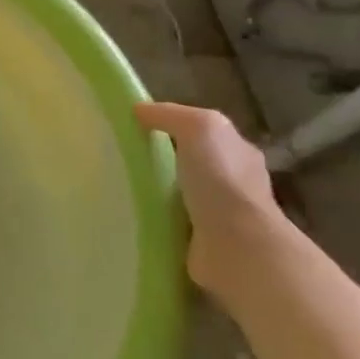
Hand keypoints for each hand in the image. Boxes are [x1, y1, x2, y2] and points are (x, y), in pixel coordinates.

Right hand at [134, 101, 293, 295]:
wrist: (238, 248)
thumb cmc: (222, 181)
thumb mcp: (199, 127)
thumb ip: (170, 114)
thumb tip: (139, 110)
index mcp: (239, 153)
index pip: (205, 133)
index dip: (175, 126)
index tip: (137, 127)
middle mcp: (235, 183)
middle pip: (193, 164)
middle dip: (165, 161)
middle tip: (124, 158)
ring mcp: (221, 217)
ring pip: (182, 195)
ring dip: (158, 194)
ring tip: (120, 187)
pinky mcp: (203, 244)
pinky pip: (173, 224)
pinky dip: (156, 220)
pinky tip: (132, 216)